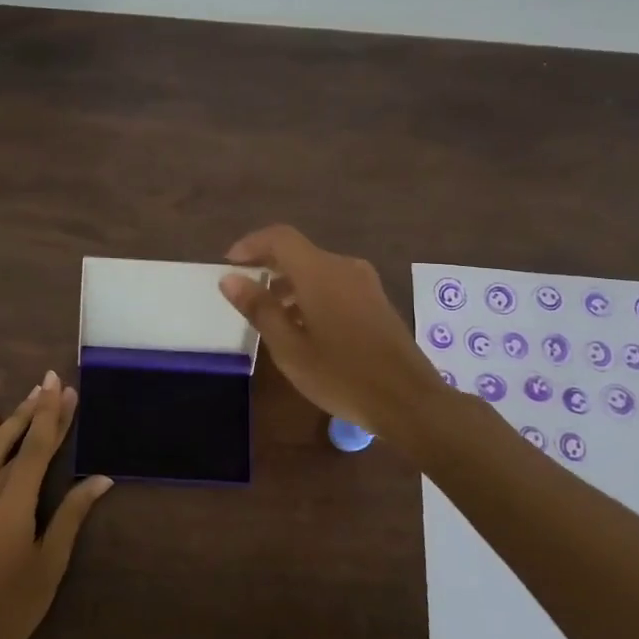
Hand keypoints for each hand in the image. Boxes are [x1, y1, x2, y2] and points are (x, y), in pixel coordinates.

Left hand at [0, 371, 113, 638]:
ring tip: (28, 397)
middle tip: (50, 382)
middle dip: (34, 410)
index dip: (51, 415)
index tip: (61, 386)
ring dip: (9, 421)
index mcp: (12, 503)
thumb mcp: (51, 561)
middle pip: (13, 441)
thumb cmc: (16, 605)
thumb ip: (72, 514)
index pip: (37, 448)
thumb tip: (101, 479)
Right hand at [219, 224, 441, 437]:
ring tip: (270, 315)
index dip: (251, 244)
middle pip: (298, 252)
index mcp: (320, 273)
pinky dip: (310, 294)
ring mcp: (364, 283)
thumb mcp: (289, 348)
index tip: (229, 264)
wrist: (409, 401)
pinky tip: (303, 326)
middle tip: (244, 292)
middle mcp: (344, 267)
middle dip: (268, 266)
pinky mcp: (376, 301)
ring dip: (289, 284)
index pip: (280, 238)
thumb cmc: (342, 375)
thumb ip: (259, 309)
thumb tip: (230, 279)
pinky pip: (334, 284)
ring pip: (317, 269)